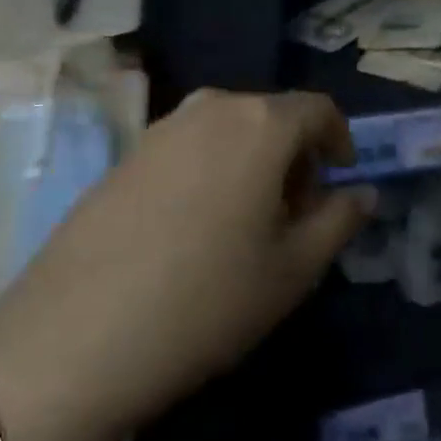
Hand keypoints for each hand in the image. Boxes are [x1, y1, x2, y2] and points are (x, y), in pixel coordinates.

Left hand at [0, 90, 372, 440]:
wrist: (78, 333)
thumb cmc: (207, 299)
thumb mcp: (293, 270)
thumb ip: (338, 221)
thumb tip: (362, 193)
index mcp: (260, 123)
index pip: (318, 109)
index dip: (339, 140)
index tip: (341, 180)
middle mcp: (211, 107)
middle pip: (271, 116)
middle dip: (295, 155)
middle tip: (296, 214)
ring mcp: (161, 127)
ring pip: (228, 130)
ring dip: (252, 161)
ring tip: (246, 224)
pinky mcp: (126, 153)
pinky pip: (188, 146)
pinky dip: (211, 169)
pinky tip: (194, 228)